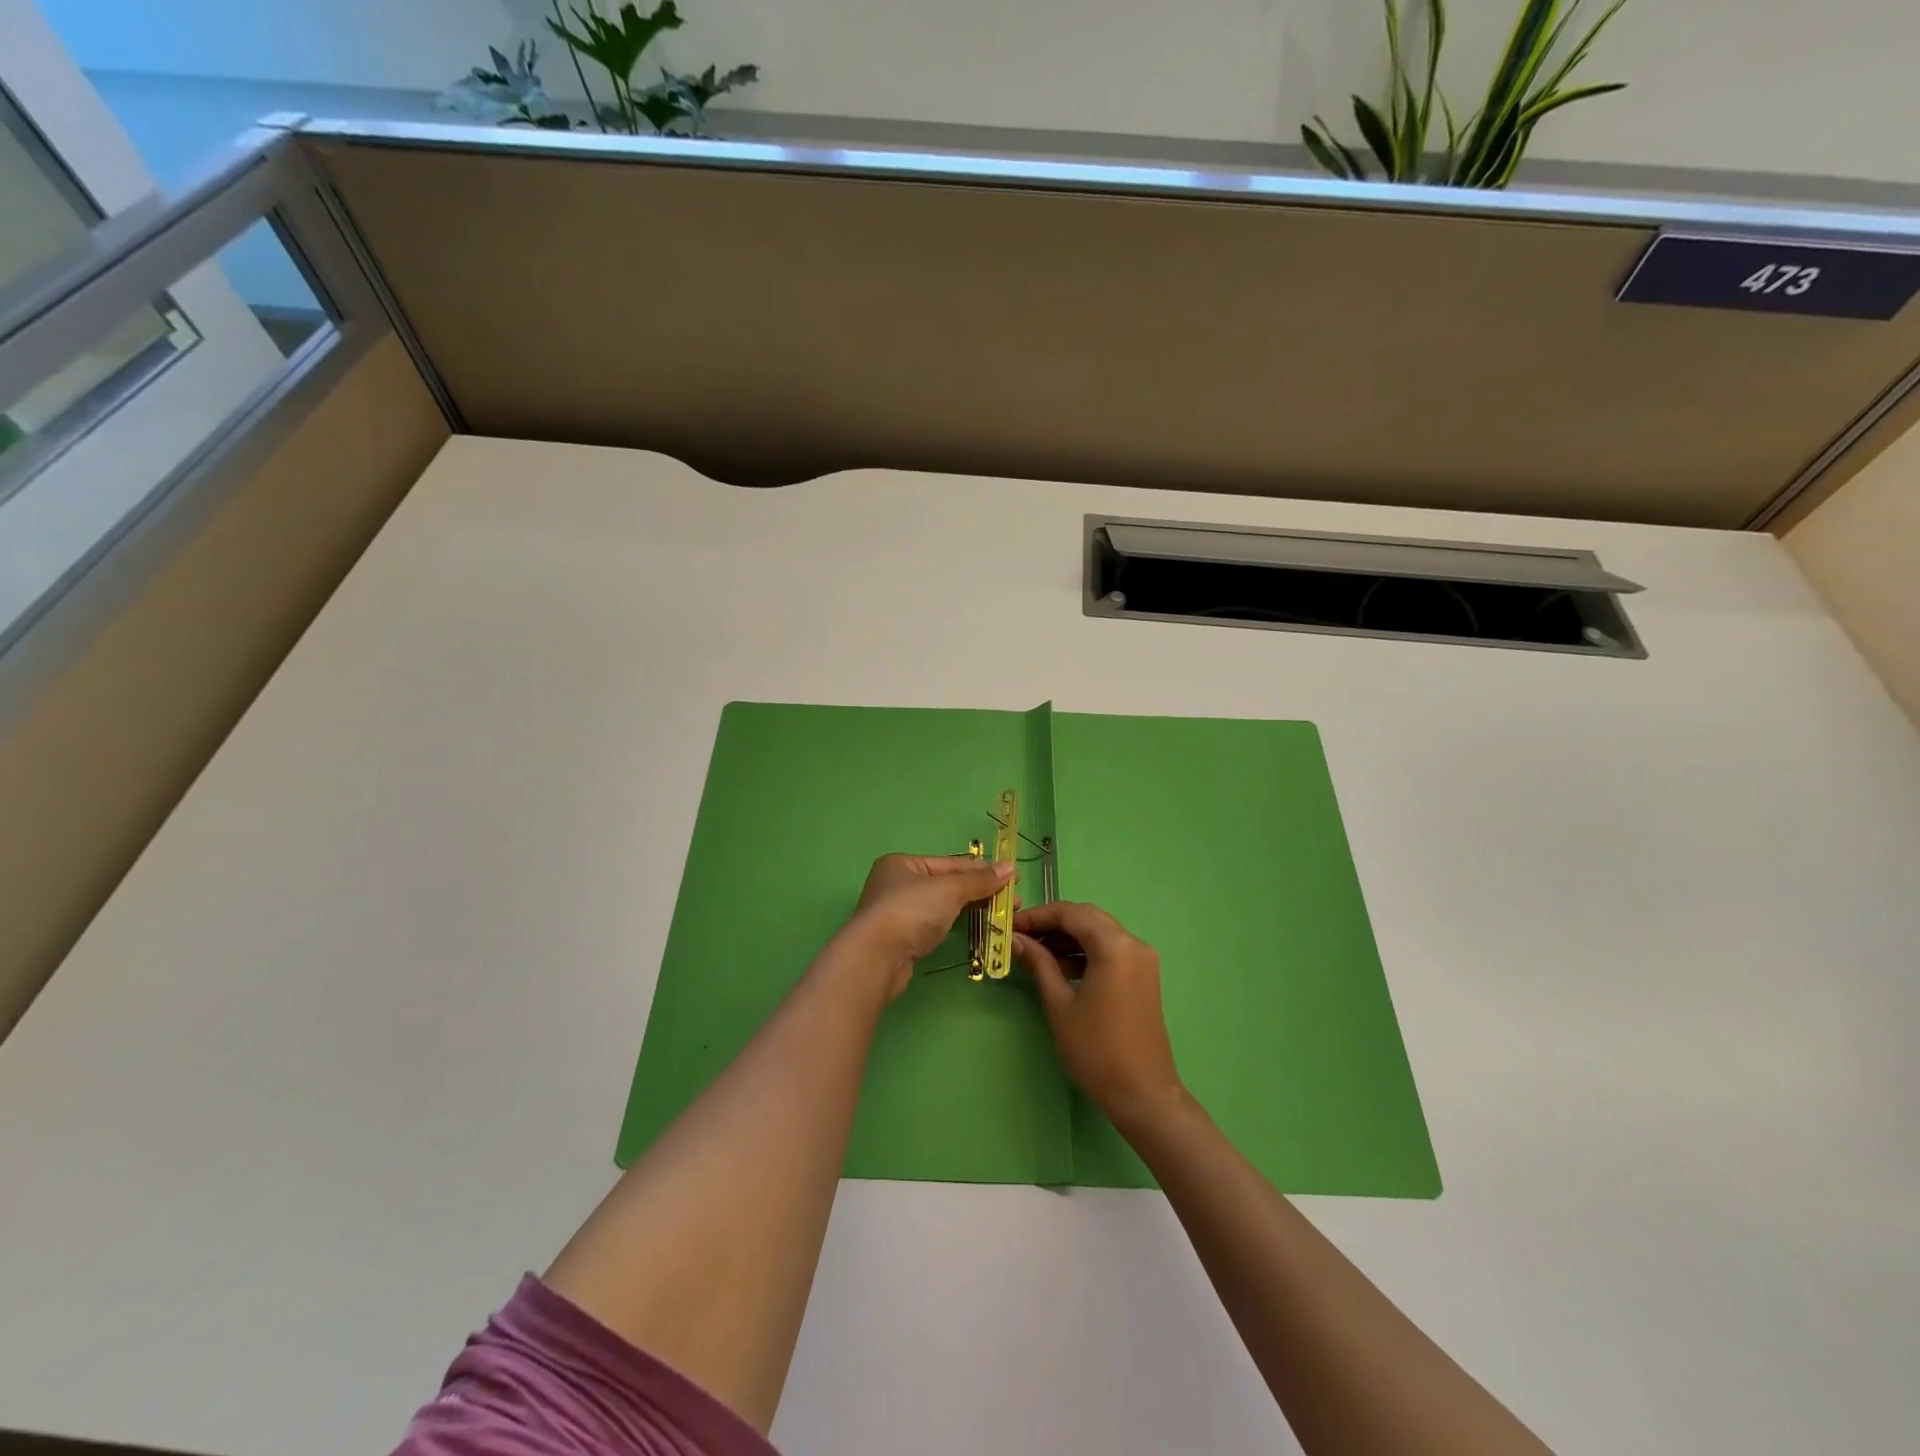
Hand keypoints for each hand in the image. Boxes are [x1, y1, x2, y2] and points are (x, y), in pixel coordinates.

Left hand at [838, 854, 1013, 1002]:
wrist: (876, 958)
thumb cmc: (911, 911)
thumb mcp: (949, 889)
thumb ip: (979, 880)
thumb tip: (1010, 867)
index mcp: (902, 863)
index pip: (950, 863)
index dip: (982, 870)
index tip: (1013, 877)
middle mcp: (897, 884)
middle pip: (946, 884)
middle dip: (980, 891)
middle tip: (1013, 901)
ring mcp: (898, 913)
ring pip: (942, 906)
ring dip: (971, 908)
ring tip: (1001, 914)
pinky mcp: (902, 939)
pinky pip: (936, 925)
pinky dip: (956, 924)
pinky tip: (975, 927)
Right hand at [1014, 902, 1184, 1129]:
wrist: (1142, 1093)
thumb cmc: (1096, 1049)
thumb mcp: (1060, 1004)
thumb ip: (1039, 964)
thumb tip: (1016, 940)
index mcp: (1115, 946)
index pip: (1071, 913)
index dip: (1038, 915)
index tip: (1011, 925)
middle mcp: (1133, 943)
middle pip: (1087, 917)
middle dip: (1052, 923)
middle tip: (1022, 936)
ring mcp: (1142, 959)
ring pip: (1099, 932)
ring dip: (1068, 937)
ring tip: (1035, 952)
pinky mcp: (1143, 975)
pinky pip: (1110, 950)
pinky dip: (1084, 951)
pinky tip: (1060, 966)